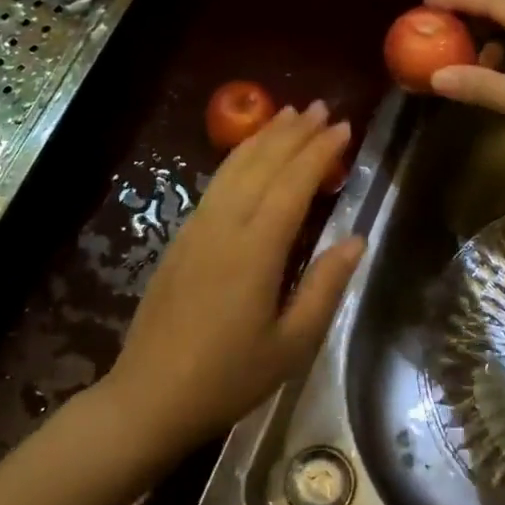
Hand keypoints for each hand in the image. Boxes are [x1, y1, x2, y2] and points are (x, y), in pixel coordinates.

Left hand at [103, 102, 363, 455]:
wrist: (149, 397)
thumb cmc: (228, 378)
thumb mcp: (291, 345)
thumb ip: (324, 287)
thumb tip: (355, 239)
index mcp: (255, 251)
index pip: (293, 184)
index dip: (319, 152)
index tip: (344, 127)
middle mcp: (224, 227)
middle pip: (262, 165)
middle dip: (293, 133)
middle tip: (321, 108)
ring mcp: (196, 230)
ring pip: (233, 168)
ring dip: (263, 138)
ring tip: (288, 115)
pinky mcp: (180, 240)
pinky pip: (215, 186)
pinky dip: (238, 160)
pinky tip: (249, 157)